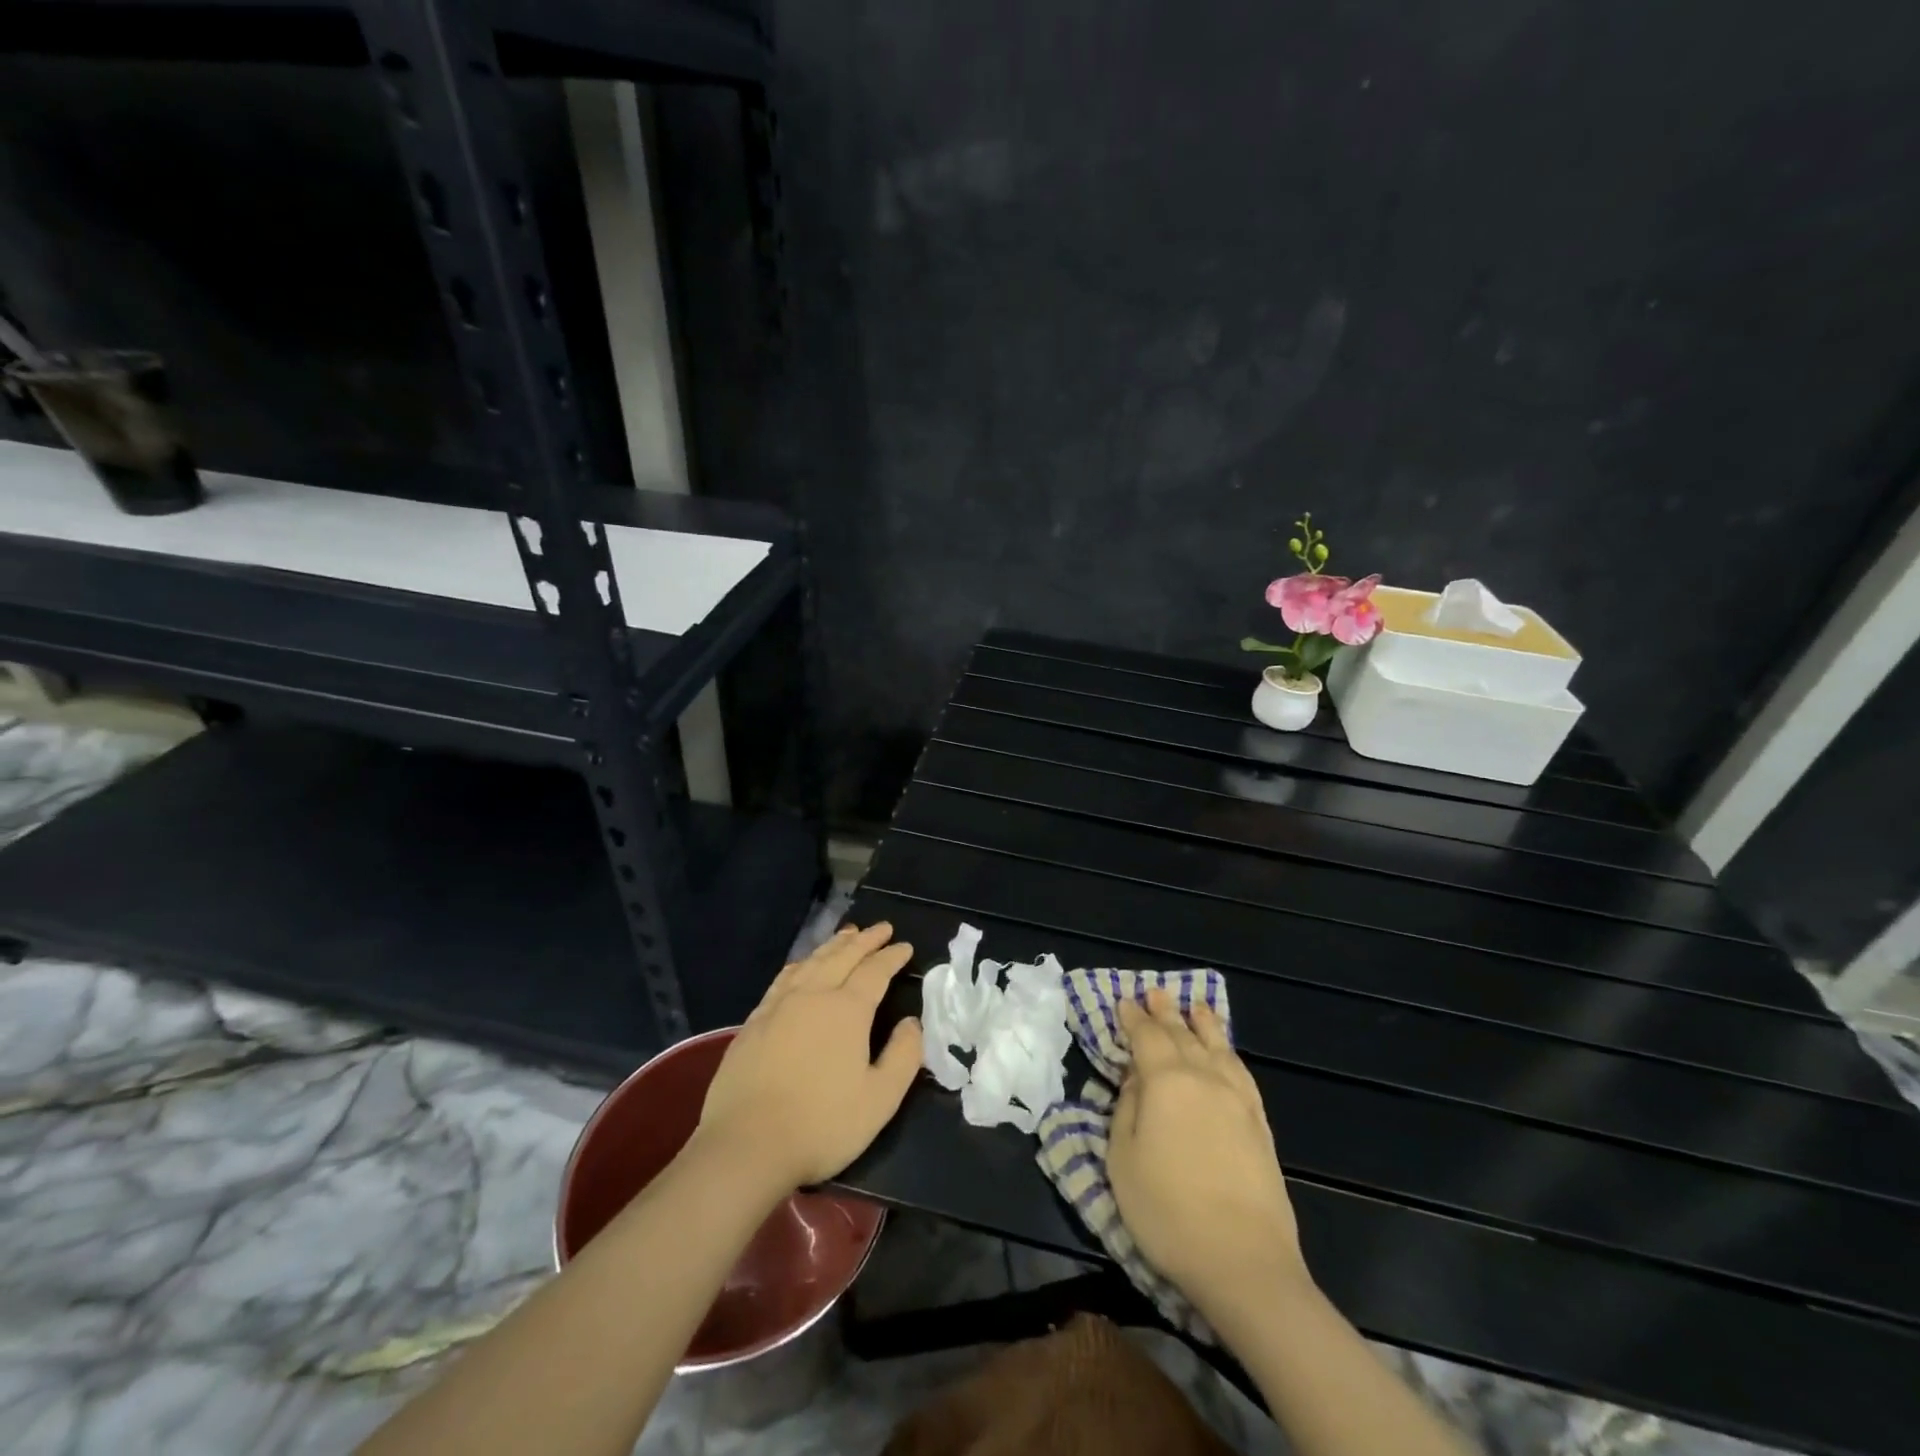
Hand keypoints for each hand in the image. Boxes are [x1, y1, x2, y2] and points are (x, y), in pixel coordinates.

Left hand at [695, 922, 922, 1192]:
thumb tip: (913, 1022)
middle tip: (882, 927)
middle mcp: (813, 995)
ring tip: (847, 934)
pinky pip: (784, 978)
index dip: (892, 957)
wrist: (746, 1145)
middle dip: (865, 939)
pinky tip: (803, 965)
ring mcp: (779, 1005)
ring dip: (834, 945)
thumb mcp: (880, 1099)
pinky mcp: (754, 1021)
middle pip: (843, 956)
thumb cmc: (822, 1124)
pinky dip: (802, 963)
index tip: (905, 946)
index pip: (875, 972)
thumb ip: (903, 1056)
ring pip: (812, 961)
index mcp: (847, 1010)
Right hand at [1107, 990, 1307, 1317]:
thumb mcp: (1122, 1159)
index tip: (1124, 1001)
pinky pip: (1240, 1070)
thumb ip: (1126, 1109)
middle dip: (1165, 1011)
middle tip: (1155, 992)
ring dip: (1201, 1023)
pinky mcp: (1259, 1122)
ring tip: (1194, 1006)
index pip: (1145, 1036)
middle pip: (1181, 1034)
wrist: (1243, 1261)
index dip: (1133, 1018)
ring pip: (1216, 1046)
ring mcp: (1236, 1098)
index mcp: (1165, 1081)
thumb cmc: (1167, 1211)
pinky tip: (1225, 1051)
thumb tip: (1136, 1080)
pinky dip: (1228, 1051)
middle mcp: (1203, 1077)